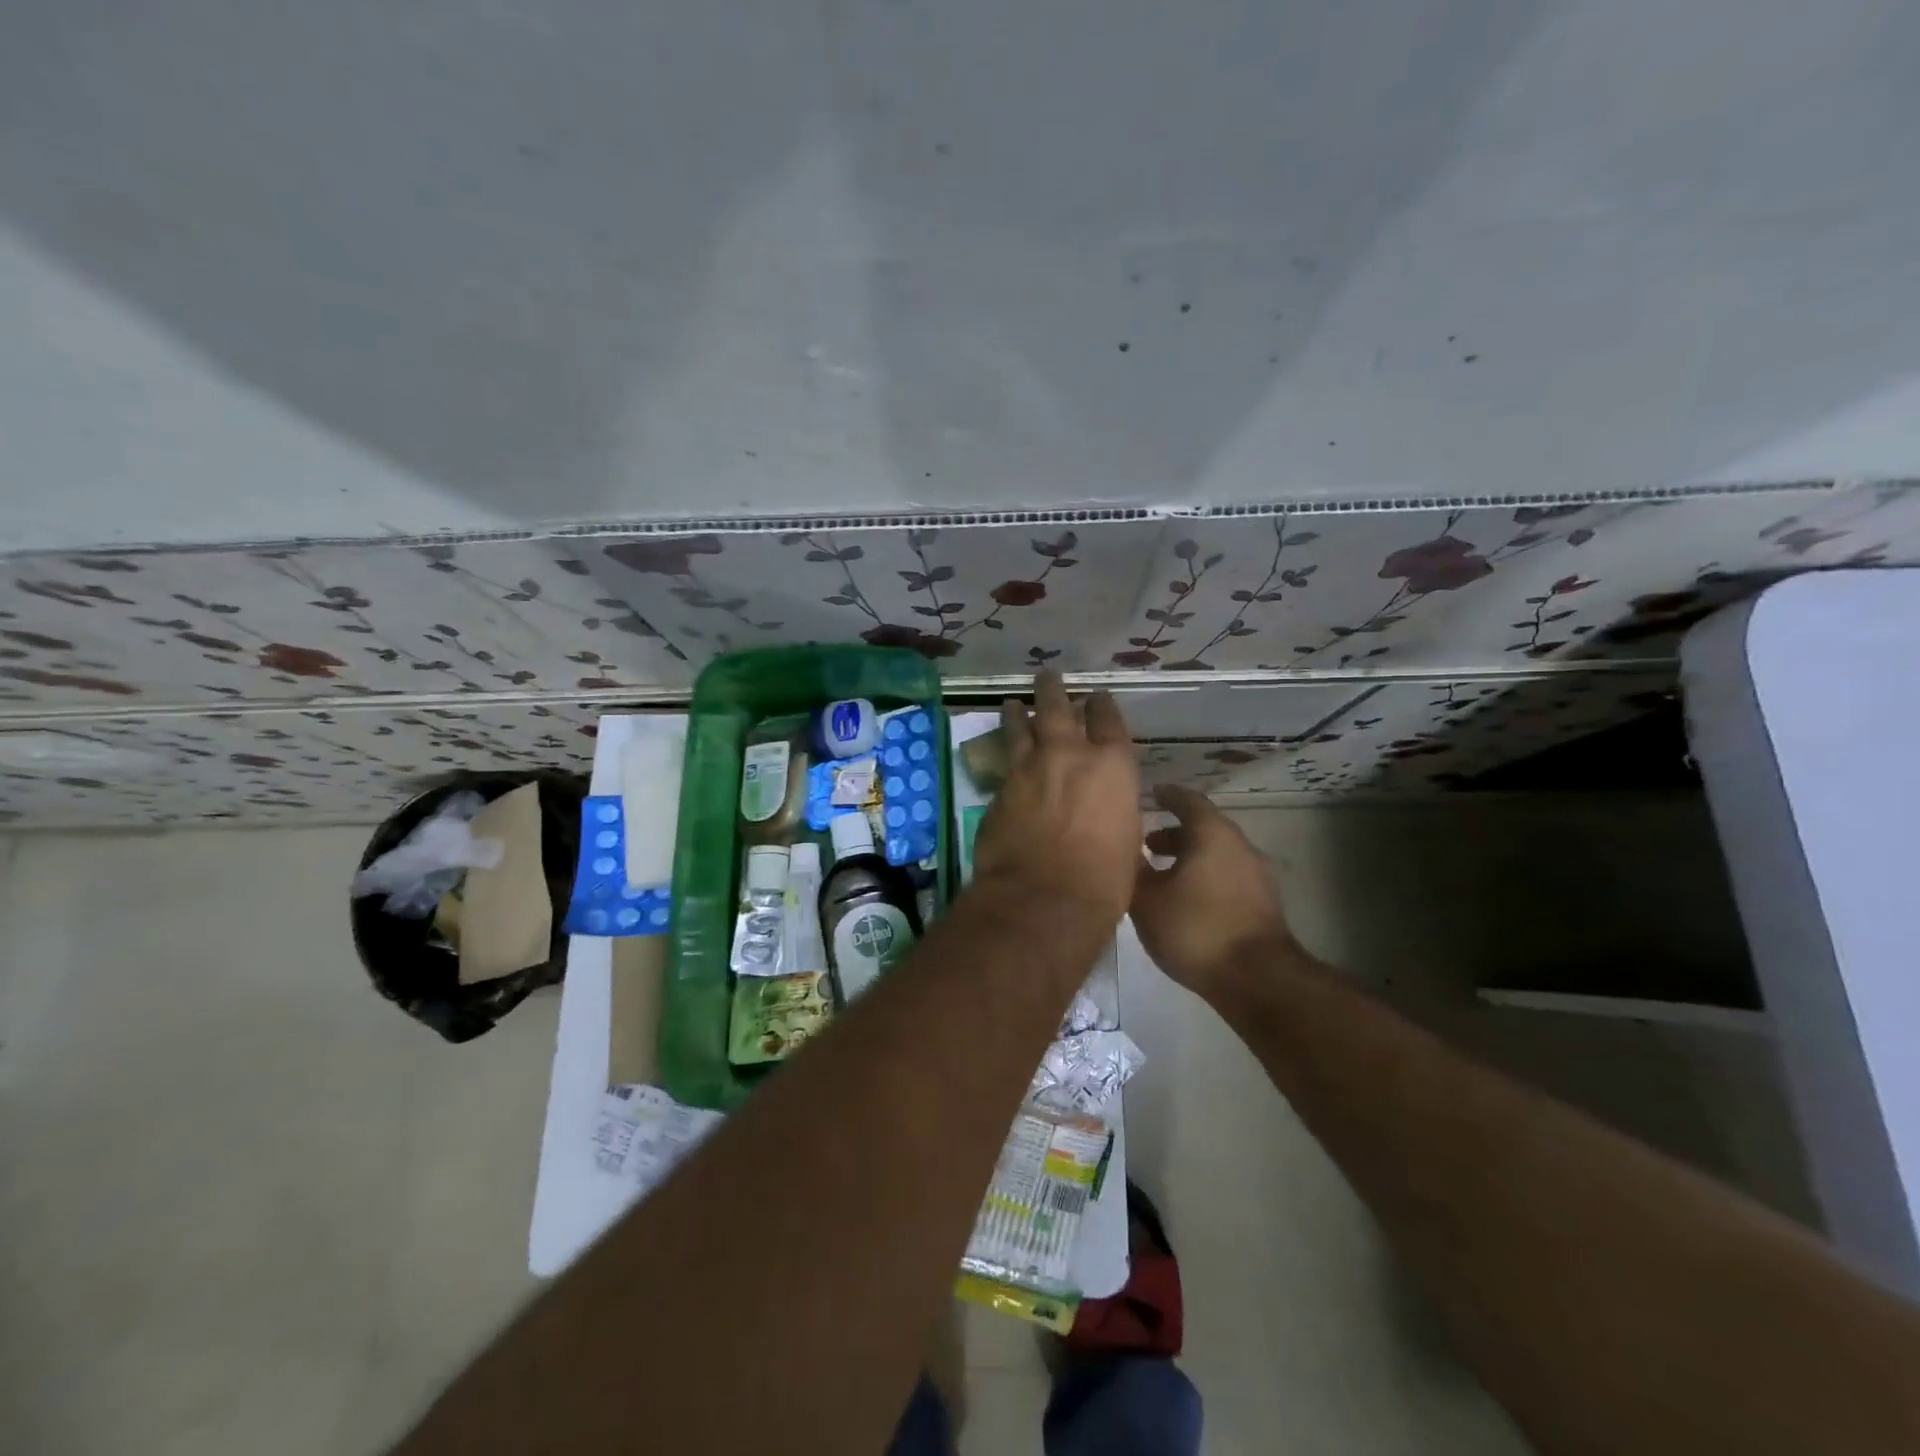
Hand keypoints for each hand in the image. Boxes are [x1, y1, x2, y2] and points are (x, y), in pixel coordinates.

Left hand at [971, 671, 1140, 925]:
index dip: (1102, 705)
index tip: (1097, 697)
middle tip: (1047, 676)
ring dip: (1017, 713)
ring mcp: (1029, 769)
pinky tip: (1002, 755)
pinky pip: (1005, 763)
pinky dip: (1005, 754)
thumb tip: (1103, 809)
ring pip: (1021, 727)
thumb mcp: (1127, 840)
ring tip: (1011, 703)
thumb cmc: (1104, 879)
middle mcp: (1069, 755)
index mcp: (1112, 766)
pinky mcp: (1000, 789)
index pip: (1108, 720)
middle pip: (1058, 708)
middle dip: (1053, 690)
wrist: (1044, 898)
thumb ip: (1114, 811)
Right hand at [1131, 783, 1302, 1003]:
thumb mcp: (1147, 900)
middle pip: (1204, 828)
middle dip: (1174, 833)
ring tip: (1162, 876)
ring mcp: (1257, 875)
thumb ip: (1134, 870)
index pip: (1188, 800)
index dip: (1167, 795)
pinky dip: (1204, 877)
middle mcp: (1239, 845)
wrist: (1257, 979)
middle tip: (1146, 844)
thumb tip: (1125, 851)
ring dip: (1189, 858)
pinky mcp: (1263, 904)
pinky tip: (1186, 901)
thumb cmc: (1196, 928)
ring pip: (1217, 854)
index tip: (1151, 795)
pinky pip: (1227, 876)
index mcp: (1212, 833)